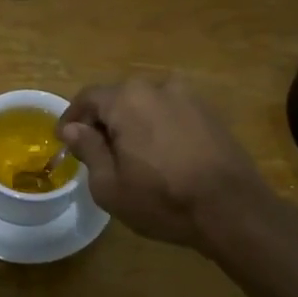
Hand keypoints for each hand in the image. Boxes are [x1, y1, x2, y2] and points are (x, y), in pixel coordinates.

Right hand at [59, 77, 270, 247]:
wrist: (233, 209)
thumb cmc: (162, 200)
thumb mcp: (109, 185)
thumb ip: (88, 149)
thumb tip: (72, 128)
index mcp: (127, 99)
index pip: (88, 97)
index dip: (72, 117)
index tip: (64, 139)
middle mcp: (157, 86)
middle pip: (119, 98)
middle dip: (103, 121)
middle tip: (97, 151)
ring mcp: (188, 96)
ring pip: (147, 104)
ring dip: (133, 123)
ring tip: (132, 155)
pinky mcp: (210, 112)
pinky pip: (172, 113)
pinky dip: (159, 127)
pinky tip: (162, 156)